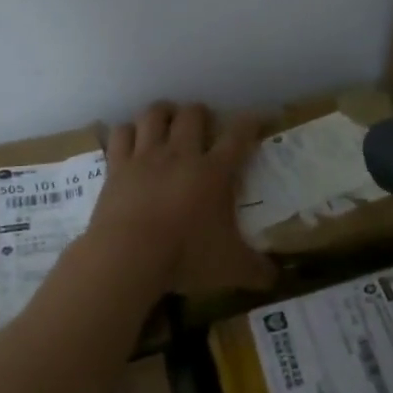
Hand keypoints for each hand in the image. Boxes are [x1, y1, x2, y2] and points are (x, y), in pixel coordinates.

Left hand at [88, 102, 277, 296]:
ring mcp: (146, 157)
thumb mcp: (230, 268)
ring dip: (163, 113)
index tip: (258, 117)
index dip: (251, 122)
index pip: (239, 135)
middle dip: (201, 114)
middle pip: (193, 114)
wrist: (128, 256)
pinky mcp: (117, 167)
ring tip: (167, 121)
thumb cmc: (185, 257)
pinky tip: (131, 138)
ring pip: (154, 114)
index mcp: (215, 172)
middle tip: (203, 126)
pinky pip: (121, 134)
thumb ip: (256, 270)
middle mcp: (181, 154)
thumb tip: (275, 279)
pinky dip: (127, 131)